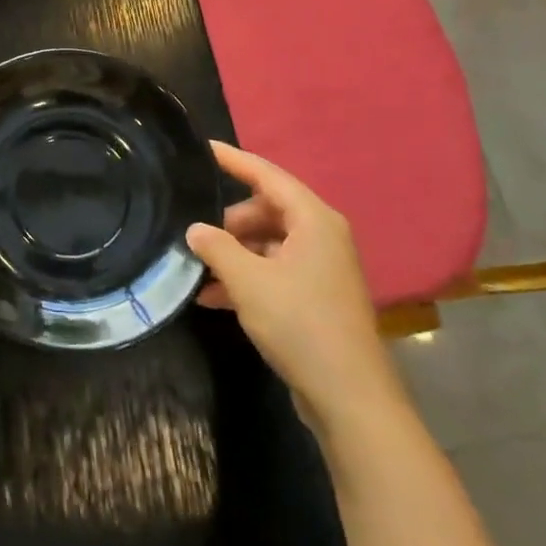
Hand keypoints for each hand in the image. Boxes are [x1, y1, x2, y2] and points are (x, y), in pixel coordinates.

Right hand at [189, 142, 403, 433]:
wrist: (350, 397)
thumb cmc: (300, 324)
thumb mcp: (248, 281)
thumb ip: (216, 247)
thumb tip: (195, 229)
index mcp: (313, 219)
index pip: (266, 174)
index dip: (232, 160)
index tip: (201, 148)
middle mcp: (321, 235)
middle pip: (266, 209)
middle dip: (229, 221)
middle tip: (195, 234)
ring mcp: (321, 267)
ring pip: (268, 243)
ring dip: (234, 254)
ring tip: (198, 270)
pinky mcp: (317, 296)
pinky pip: (274, 270)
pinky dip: (247, 277)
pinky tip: (214, 298)